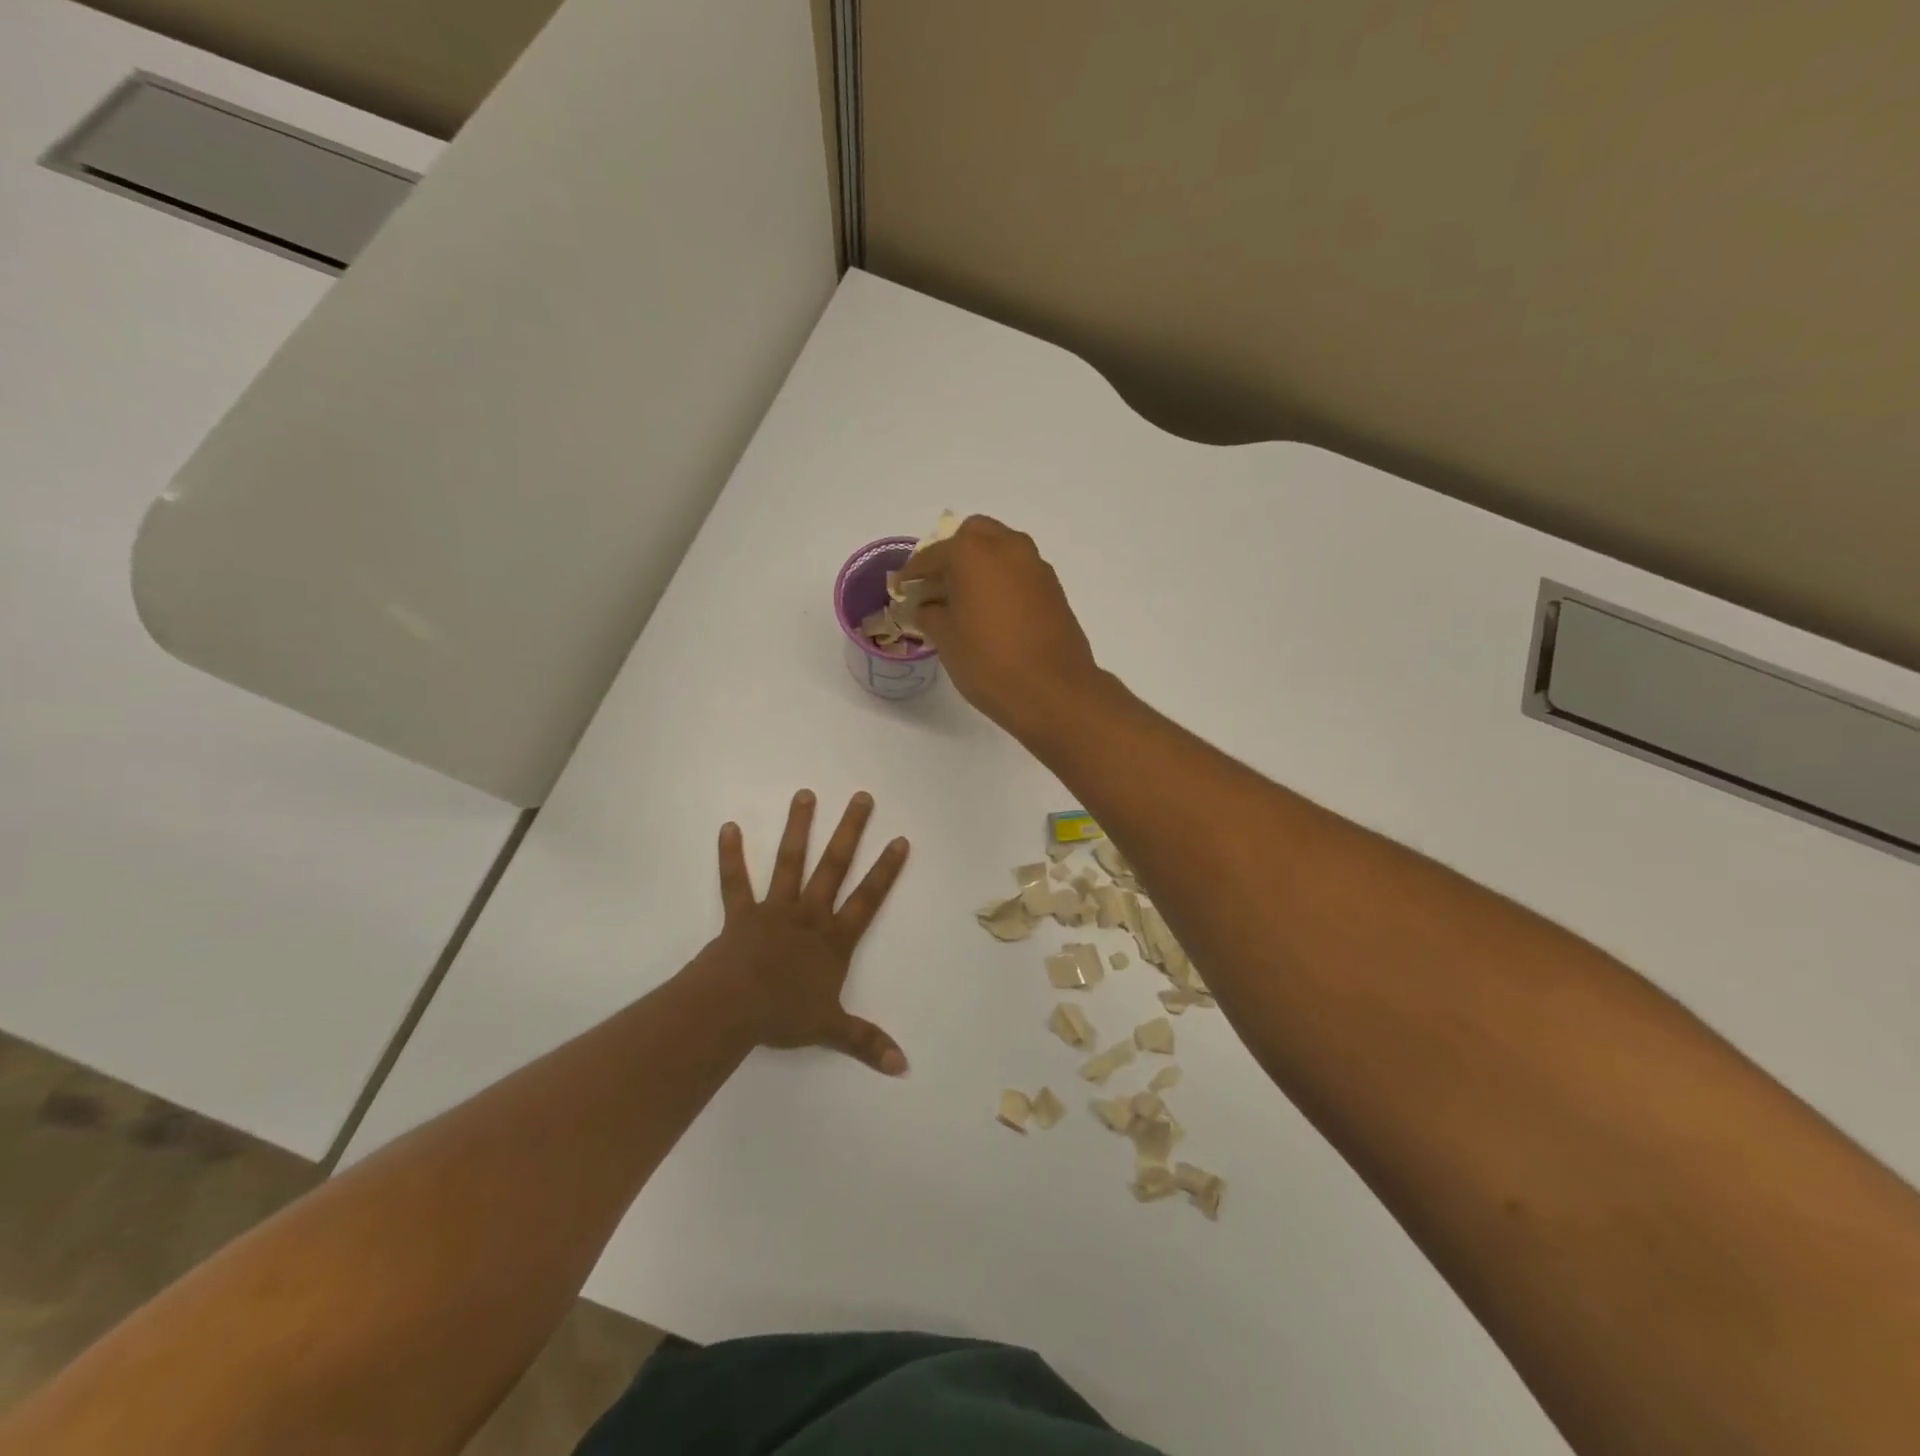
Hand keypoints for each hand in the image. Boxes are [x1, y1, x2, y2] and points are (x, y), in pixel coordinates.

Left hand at [703, 789, 910, 1075]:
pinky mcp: (741, 913)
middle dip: (850, 831)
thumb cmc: (783, 1015)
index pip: (868, 898)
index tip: (899, 839)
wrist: (732, 1009)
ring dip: (798, 828)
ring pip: (790, 862)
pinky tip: (727, 827)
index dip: (886, 870)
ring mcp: (774, 909)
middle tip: (861, 797)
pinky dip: (730, 855)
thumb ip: (866, 1042)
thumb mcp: (830, 1030)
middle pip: (834, 866)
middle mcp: (809, 915)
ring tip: (805, 794)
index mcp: (833, 939)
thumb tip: (903, 1067)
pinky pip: (735, 881)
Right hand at [902, 516, 1103, 738]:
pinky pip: (1020, 573)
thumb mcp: (946, 640)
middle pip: (974, 536)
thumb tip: (926, 607)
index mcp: (973, 552)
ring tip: (965, 601)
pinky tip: (993, 614)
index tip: (902, 589)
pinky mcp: (1055, 589)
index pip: (933, 555)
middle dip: (953, 555)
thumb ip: (930, 614)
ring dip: (981, 566)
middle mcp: (1008, 547)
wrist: (1054, 691)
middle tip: (938, 587)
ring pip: (1002, 550)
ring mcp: (1036, 566)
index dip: (913, 573)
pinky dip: (1003, 582)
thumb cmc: (989, 662)